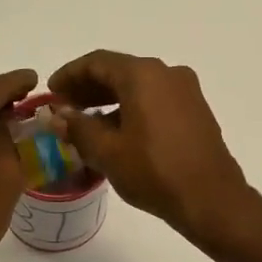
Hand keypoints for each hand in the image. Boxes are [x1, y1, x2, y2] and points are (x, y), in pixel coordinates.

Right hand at [47, 51, 249, 239]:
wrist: (211, 199)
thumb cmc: (154, 172)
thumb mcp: (107, 151)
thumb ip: (78, 128)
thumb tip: (59, 116)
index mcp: (143, 75)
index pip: (97, 62)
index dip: (69, 75)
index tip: (51, 91)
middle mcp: (167, 73)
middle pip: (119, 71)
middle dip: (89, 87)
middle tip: (65, 107)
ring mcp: (186, 91)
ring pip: (139, 86)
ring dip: (110, 99)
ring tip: (87, 123)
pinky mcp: (196, 111)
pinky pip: (156, 100)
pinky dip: (132, 108)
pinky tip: (118, 132)